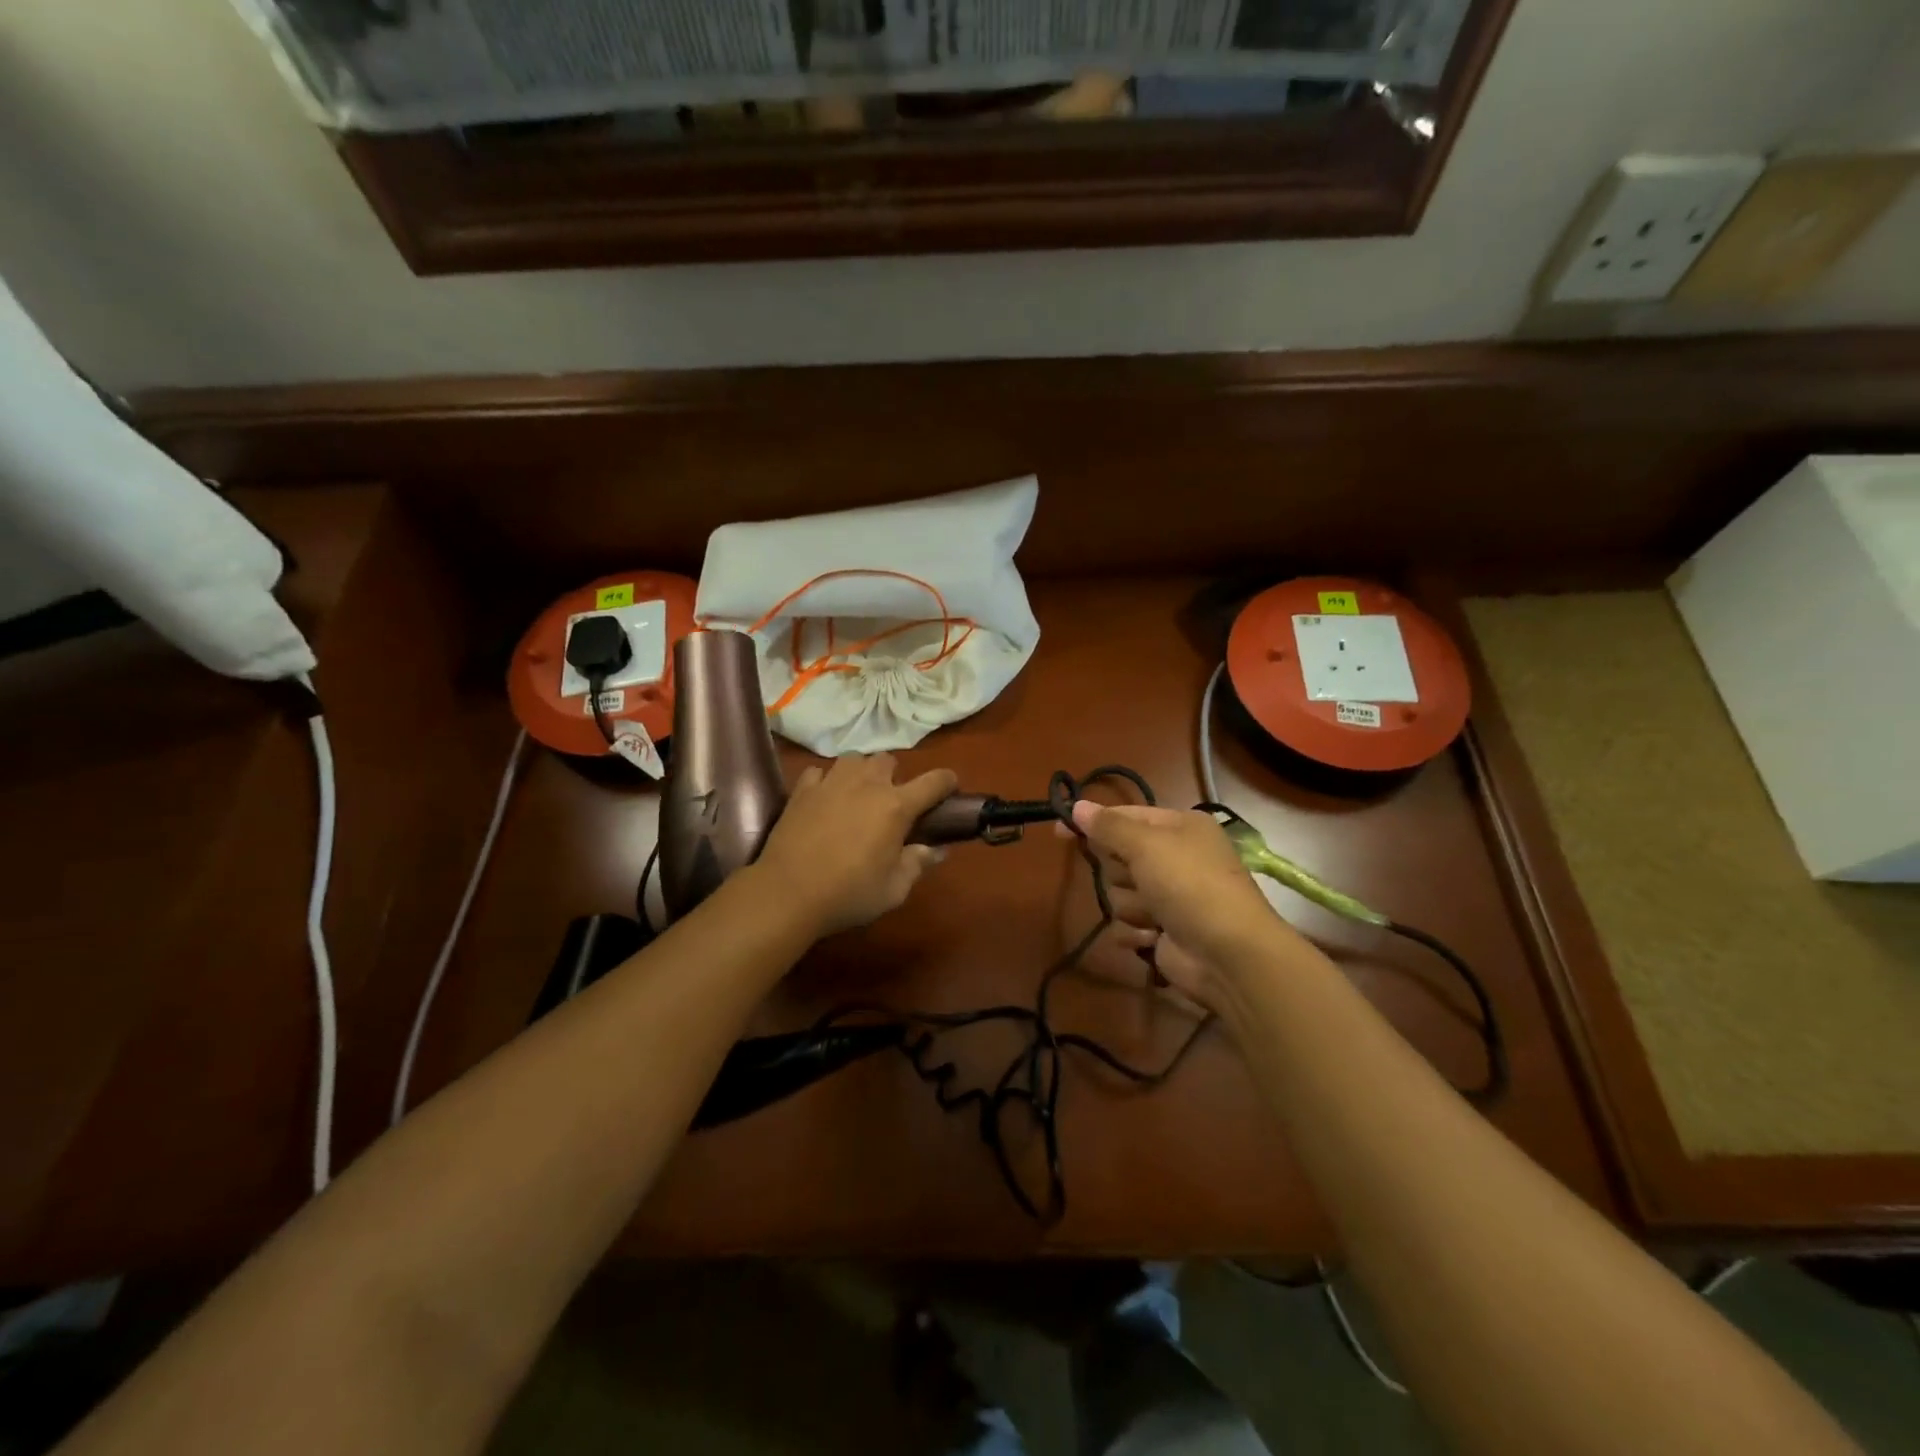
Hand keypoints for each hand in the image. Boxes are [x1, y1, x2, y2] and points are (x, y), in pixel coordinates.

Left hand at [755, 754, 958, 935]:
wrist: (788, 893)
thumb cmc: (848, 893)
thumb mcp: (894, 889)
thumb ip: (917, 864)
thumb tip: (936, 850)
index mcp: (896, 806)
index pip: (933, 781)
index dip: (947, 782)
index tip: (950, 789)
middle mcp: (866, 784)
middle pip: (889, 760)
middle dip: (894, 777)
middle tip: (891, 803)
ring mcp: (831, 782)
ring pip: (854, 759)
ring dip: (861, 772)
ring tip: (857, 794)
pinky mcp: (802, 790)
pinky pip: (819, 772)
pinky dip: (825, 781)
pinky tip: (824, 799)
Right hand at [1070, 802, 1302, 1009]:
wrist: (1228, 954)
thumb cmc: (1189, 885)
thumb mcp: (1146, 845)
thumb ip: (1108, 827)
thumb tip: (1077, 805)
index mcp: (1180, 827)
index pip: (1126, 817)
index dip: (1093, 823)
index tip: (1059, 830)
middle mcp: (1177, 858)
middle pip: (1120, 858)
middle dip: (1123, 873)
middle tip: (1141, 880)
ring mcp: (1171, 897)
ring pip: (1120, 894)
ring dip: (1132, 907)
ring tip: (1156, 916)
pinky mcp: (1164, 932)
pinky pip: (1128, 925)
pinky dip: (1137, 933)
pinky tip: (1153, 937)